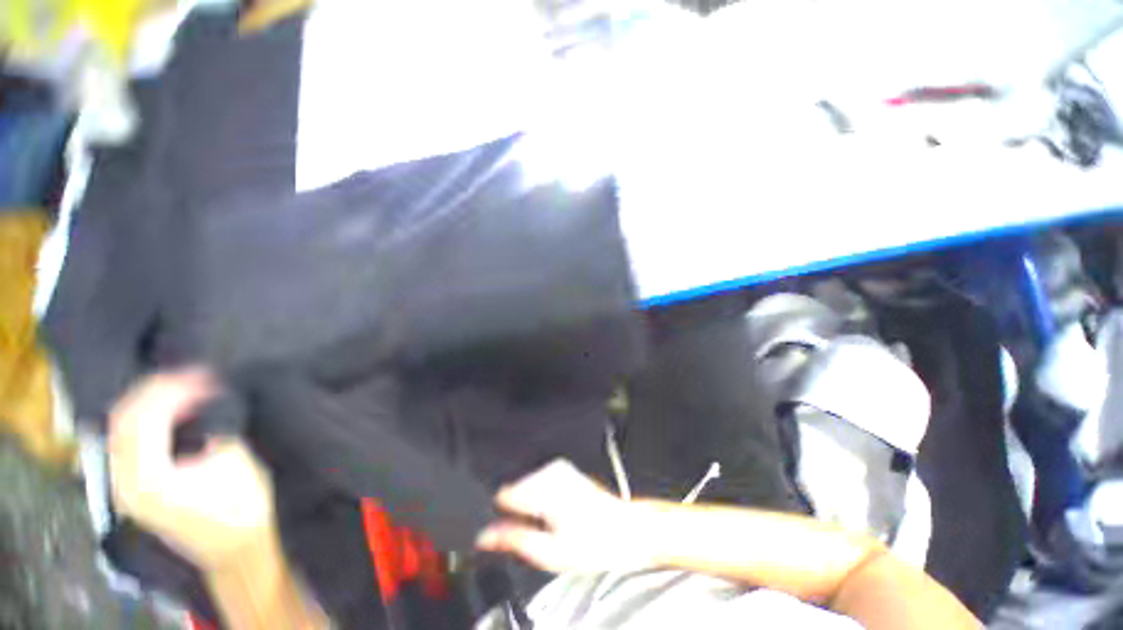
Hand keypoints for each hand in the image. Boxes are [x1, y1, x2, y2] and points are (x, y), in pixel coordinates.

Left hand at [108, 369, 277, 571]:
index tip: (205, 374)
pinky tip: (167, 409)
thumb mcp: (233, 461)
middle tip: (194, 373)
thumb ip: (212, 426)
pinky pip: (125, 441)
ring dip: (148, 401)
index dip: (171, 389)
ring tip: (181, 386)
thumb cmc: (242, 506)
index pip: (141, 418)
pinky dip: (144, 418)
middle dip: (157, 390)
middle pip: (122, 420)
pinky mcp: (131, 487)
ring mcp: (122, 486)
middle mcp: (123, 482)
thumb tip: (206, 395)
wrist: (236, 546)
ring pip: (119, 428)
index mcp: (147, 479)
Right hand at [476, 459, 652, 573]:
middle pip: (515, 490)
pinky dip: (540, 498)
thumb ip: (513, 539)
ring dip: (530, 506)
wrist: (625, 531)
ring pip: (526, 486)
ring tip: (551, 525)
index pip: (503, 496)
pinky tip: (556, 513)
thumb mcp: (549, 551)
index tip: (508, 534)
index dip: (500, 518)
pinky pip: (539, 483)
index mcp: (544, 488)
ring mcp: (558, 467)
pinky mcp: (564, 470)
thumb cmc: (593, 543)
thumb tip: (484, 536)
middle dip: (518, 512)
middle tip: (538, 534)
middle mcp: (550, 471)